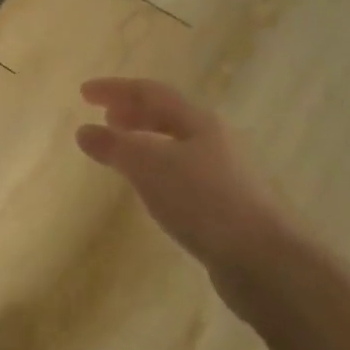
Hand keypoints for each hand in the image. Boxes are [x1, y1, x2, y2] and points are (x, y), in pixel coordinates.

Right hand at [76, 77, 307, 320]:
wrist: (265, 260)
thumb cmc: (204, 201)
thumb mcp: (149, 167)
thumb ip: (115, 146)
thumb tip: (85, 131)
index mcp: (198, 122)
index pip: (150, 93)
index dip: (116, 89)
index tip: (84, 93)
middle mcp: (214, 141)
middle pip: (168, 116)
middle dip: (134, 113)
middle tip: (105, 117)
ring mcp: (224, 175)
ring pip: (176, 146)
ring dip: (145, 142)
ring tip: (121, 152)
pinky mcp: (226, 207)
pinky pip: (183, 175)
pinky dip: (157, 171)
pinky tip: (150, 190)